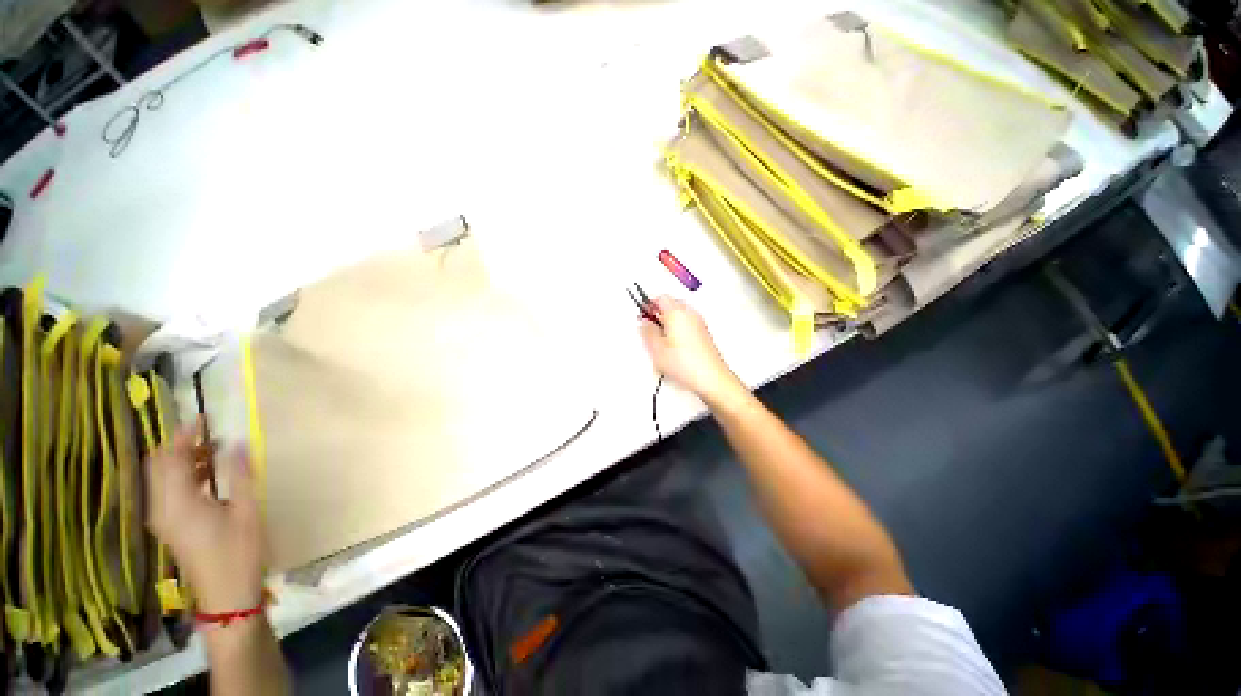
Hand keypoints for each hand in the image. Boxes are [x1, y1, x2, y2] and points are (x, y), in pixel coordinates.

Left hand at [146, 421, 265, 613]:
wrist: (225, 595)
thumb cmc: (238, 552)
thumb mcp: (247, 511)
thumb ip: (239, 475)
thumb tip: (237, 443)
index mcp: (177, 502)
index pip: (169, 457)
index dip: (184, 434)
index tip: (204, 418)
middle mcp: (161, 507)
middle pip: (159, 465)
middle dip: (180, 445)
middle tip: (210, 434)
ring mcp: (162, 518)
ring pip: (162, 477)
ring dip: (183, 460)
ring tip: (213, 452)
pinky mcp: (169, 525)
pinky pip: (167, 490)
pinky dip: (183, 475)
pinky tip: (207, 476)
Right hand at [638, 296, 745, 405]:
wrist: (710, 378)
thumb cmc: (686, 364)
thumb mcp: (656, 349)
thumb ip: (647, 332)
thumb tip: (644, 324)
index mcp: (676, 313)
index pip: (660, 298)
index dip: (649, 305)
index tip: (643, 315)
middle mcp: (690, 314)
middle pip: (671, 304)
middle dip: (659, 313)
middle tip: (650, 326)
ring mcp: (699, 323)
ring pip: (680, 315)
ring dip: (669, 322)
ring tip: (661, 339)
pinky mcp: (704, 334)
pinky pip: (688, 324)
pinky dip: (679, 330)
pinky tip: (674, 347)